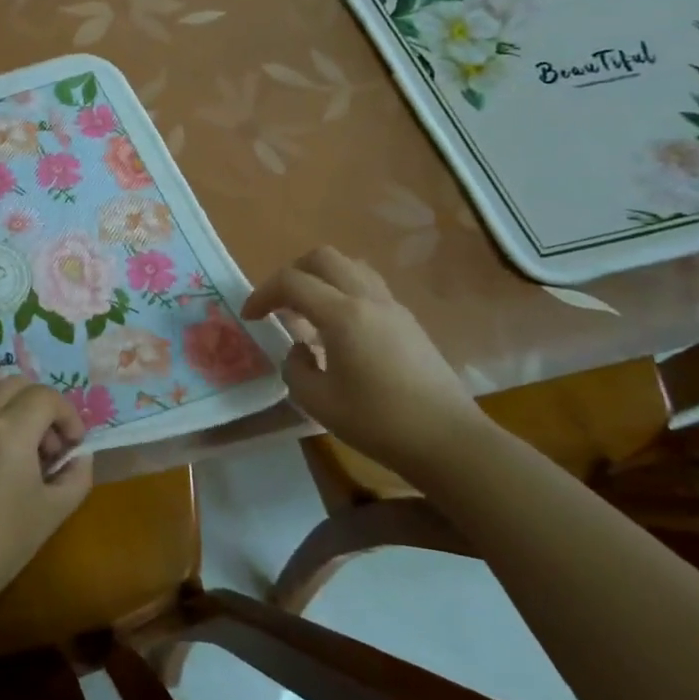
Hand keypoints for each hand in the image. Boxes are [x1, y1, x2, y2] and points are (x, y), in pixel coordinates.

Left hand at [0, 377, 92, 616]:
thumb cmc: (3, 541)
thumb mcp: (54, 511)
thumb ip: (76, 476)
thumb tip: (79, 457)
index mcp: (10, 427)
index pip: (46, 397)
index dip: (68, 415)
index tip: (73, 446)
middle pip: (16, 383)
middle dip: (40, 404)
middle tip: (49, 444)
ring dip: (13, 409)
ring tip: (22, 452)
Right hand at [243, 246, 489, 478]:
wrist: (449, 441)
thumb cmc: (379, 422)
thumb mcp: (318, 402)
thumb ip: (295, 368)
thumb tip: (301, 350)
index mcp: (342, 314)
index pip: (292, 282)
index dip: (262, 294)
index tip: (249, 317)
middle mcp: (368, 299)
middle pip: (323, 258)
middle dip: (292, 273)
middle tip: (277, 303)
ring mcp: (393, 308)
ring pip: (350, 266)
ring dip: (321, 279)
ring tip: (308, 311)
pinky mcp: (409, 322)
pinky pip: (368, 286)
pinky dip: (343, 292)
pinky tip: (339, 329)